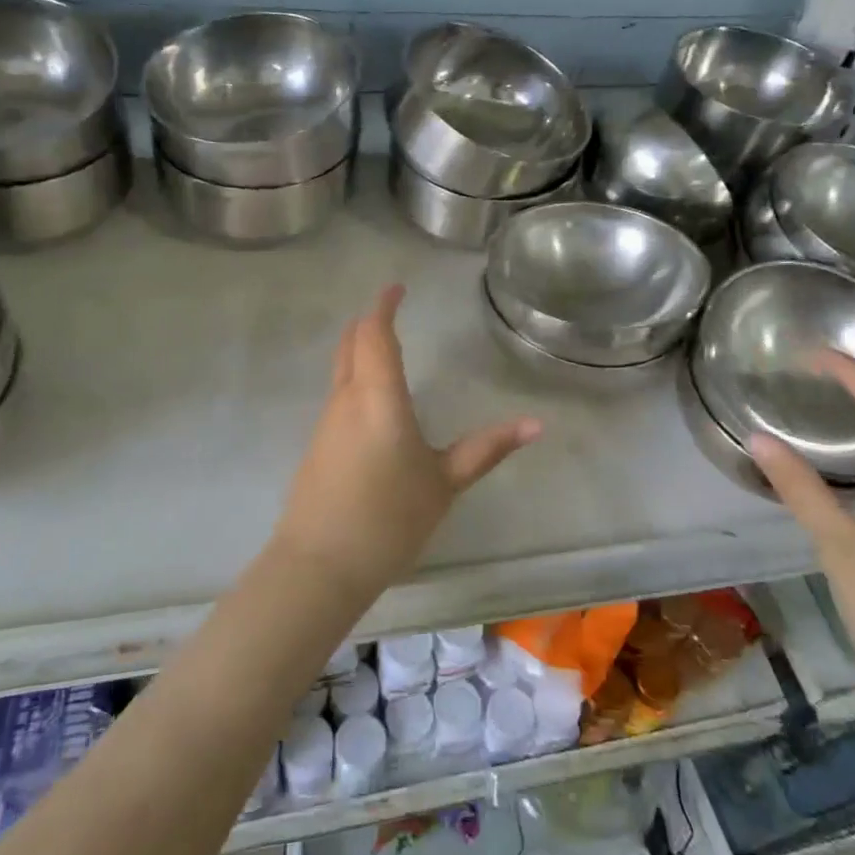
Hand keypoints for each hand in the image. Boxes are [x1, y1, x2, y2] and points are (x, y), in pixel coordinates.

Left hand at [274, 285, 541, 599]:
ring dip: (360, 348)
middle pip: (351, 343)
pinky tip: (371, 400)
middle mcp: (347, 399)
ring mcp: (326, 422)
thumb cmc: (389, 518)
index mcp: (378, 397)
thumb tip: (537, 424)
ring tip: (385, 347)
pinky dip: (354, 377)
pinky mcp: (317, 445)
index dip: (384, 306)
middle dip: (370, 322)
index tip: (397, 288)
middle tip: (391, 311)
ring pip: (341, 368)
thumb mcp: (445, 483)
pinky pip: (337, 394)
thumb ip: (487, 448)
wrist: (319, 565)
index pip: (376, 334)